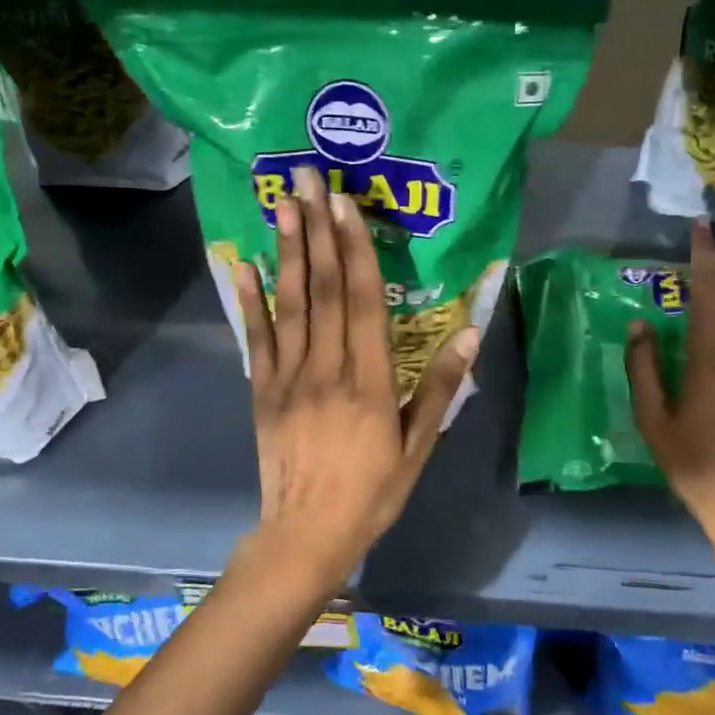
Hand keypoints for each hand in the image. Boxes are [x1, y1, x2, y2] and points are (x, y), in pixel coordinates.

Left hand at [232, 165, 479, 591]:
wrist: (306, 535)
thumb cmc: (371, 493)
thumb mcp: (417, 448)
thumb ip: (438, 388)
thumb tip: (469, 332)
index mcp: (369, 381)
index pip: (364, 301)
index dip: (357, 249)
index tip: (347, 205)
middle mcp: (326, 368)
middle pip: (325, 289)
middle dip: (318, 230)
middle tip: (309, 180)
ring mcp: (288, 377)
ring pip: (290, 304)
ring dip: (288, 251)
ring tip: (283, 205)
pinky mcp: (262, 390)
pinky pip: (257, 338)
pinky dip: (250, 300)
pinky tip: (245, 265)